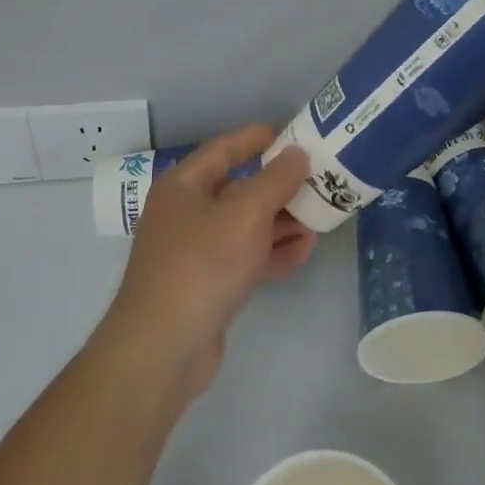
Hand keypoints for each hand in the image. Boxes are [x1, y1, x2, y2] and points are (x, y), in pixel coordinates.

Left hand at [102, 126, 315, 397]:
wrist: (163, 348)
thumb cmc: (202, 265)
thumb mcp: (245, 214)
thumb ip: (276, 180)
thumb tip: (296, 154)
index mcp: (185, 184)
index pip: (226, 148)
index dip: (260, 138)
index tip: (297, 136)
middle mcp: (187, 212)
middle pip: (240, 188)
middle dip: (280, 187)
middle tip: (320, 182)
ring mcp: (196, 250)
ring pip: (246, 225)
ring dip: (282, 222)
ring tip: (320, 218)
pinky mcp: (207, 284)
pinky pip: (245, 257)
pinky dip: (272, 253)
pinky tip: (305, 252)